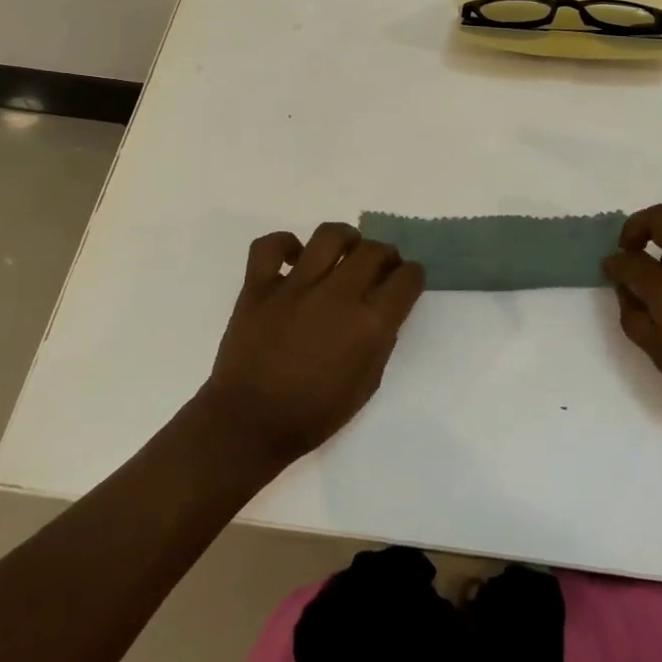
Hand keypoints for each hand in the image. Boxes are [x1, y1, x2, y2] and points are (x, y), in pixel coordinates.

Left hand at [198, 223, 425, 467]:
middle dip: (386, 255)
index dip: (412, 277)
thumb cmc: (314, 414)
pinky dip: (284, 244)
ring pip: (330, 235)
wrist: (249, 425)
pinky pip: (270, 245)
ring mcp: (296, 286)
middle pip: (374, 250)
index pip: (407, 278)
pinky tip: (293, 259)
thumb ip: (381, 341)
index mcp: (370, 323)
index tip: (406, 282)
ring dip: (346, 239)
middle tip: (379, 268)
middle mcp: (338, 294)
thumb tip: (383, 312)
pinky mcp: (259, 286)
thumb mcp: (367, 384)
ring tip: (344, 252)